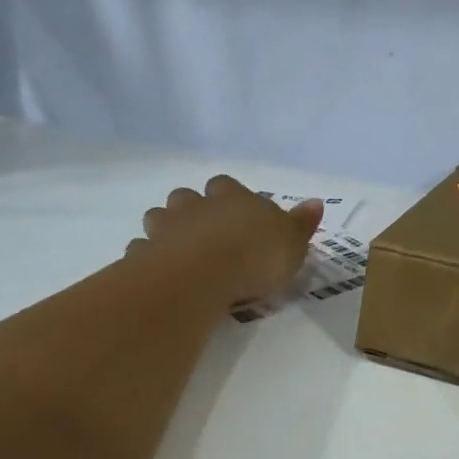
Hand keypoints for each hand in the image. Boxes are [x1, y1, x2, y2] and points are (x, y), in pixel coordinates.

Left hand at [133, 176, 322, 308]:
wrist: (202, 275)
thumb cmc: (256, 255)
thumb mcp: (292, 242)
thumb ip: (302, 223)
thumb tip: (317, 202)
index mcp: (232, 198)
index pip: (226, 184)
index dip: (229, 196)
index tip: (236, 212)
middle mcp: (196, 206)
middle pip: (186, 196)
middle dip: (192, 208)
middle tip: (205, 231)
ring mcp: (165, 229)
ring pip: (158, 218)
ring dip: (166, 229)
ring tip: (180, 252)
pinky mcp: (144, 256)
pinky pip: (141, 251)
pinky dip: (148, 259)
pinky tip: (159, 274)